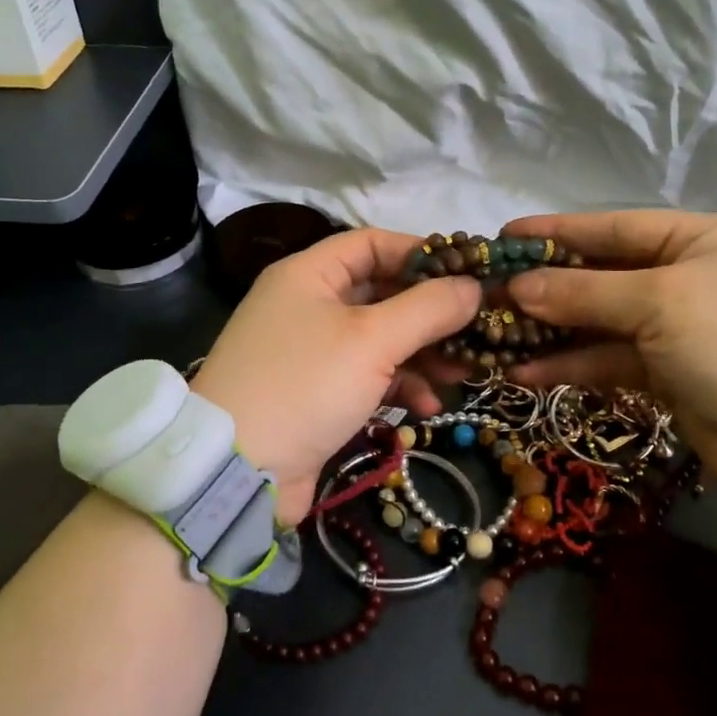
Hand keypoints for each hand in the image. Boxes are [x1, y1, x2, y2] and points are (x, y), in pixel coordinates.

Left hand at [191, 228, 479, 525]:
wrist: (238, 471)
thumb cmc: (305, 385)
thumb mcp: (372, 340)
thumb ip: (427, 308)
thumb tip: (474, 286)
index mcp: (308, 275)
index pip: (372, 244)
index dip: (421, 253)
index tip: (468, 272)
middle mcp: (307, 305)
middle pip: (381, 293)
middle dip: (431, 313)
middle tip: (478, 327)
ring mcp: (311, 352)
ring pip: (380, 339)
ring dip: (423, 354)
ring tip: (464, 372)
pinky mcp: (317, 394)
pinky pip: (368, 377)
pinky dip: (399, 387)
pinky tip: (428, 407)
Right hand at [504, 211, 716, 486]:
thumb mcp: (661, 304)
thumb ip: (584, 292)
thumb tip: (517, 287)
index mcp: (702, 238)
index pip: (615, 226)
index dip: (557, 232)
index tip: (504, 236)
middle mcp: (689, 275)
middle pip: (602, 273)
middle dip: (547, 285)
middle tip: (489, 290)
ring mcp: (677, 325)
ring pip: (599, 320)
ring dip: (551, 329)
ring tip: (495, 333)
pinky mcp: (666, 370)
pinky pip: (608, 358)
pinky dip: (570, 365)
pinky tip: (525, 373)